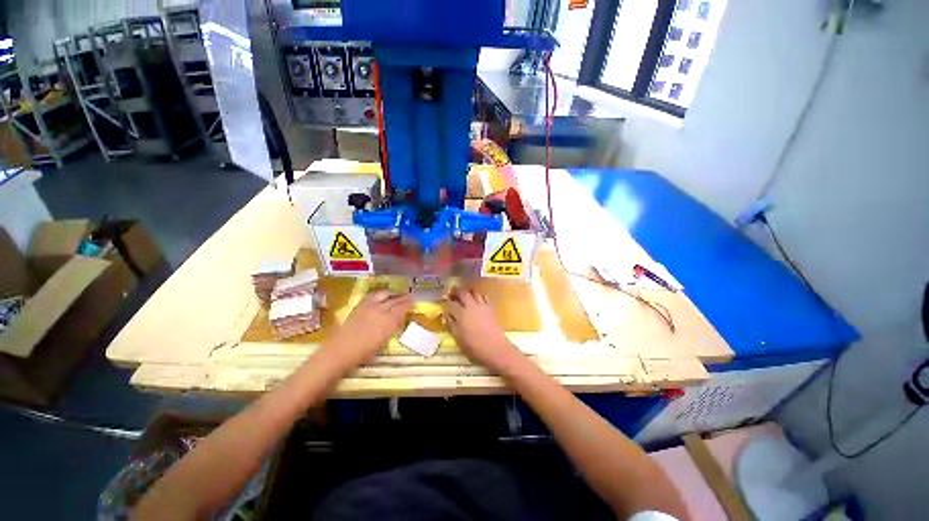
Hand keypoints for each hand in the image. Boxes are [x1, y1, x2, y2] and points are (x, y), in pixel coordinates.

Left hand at [326, 289, 411, 369]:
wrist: (340, 351)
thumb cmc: (363, 352)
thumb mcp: (383, 341)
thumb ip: (391, 328)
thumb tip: (396, 320)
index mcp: (388, 321)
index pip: (402, 308)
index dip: (408, 304)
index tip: (412, 301)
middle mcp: (381, 311)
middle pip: (394, 300)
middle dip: (402, 297)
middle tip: (408, 295)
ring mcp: (369, 306)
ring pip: (384, 294)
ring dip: (391, 293)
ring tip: (395, 293)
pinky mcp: (359, 305)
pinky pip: (372, 295)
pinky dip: (380, 293)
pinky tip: (381, 295)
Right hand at [442, 287, 520, 372]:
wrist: (495, 348)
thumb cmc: (474, 346)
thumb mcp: (458, 338)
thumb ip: (451, 324)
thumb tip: (447, 315)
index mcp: (461, 314)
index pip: (450, 303)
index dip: (445, 302)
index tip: (443, 303)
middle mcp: (471, 306)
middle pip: (462, 292)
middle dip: (455, 291)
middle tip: (452, 294)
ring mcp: (482, 305)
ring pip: (474, 292)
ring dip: (468, 292)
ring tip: (464, 296)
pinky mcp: (491, 307)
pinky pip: (484, 296)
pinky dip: (479, 295)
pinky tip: (477, 300)